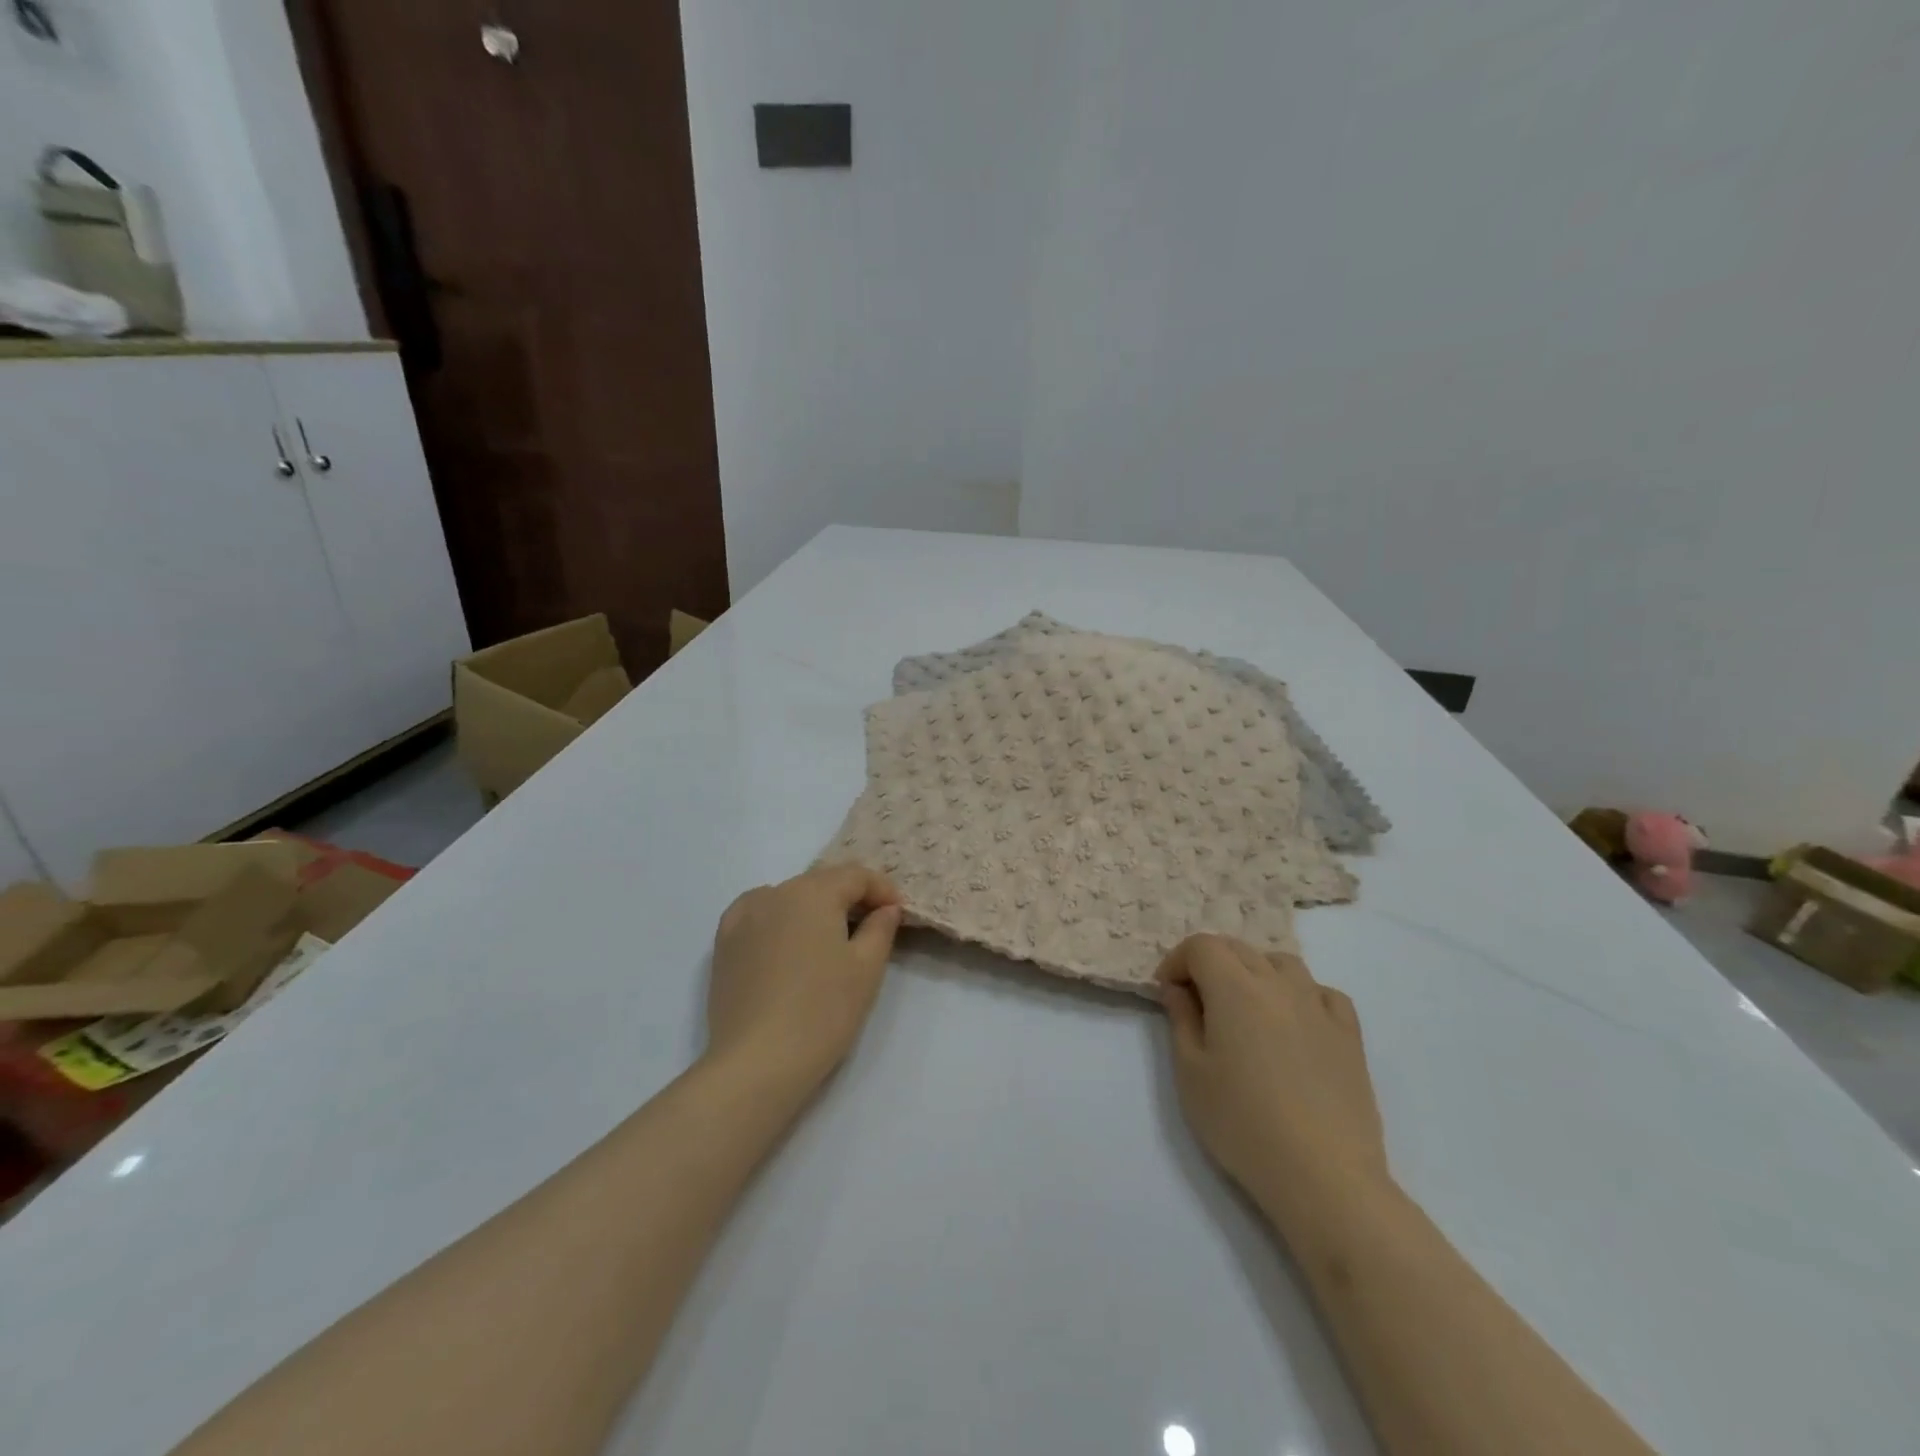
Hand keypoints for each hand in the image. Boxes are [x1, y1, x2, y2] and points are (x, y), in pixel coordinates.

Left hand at [707, 865, 903, 1092]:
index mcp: (813, 892)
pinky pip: (759, 916)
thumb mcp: (867, 968)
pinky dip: (779, 920)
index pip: (855, 875)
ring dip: (814, 909)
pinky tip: (787, 944)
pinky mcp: (724, 943)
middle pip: (821, 883)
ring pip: (789, 898)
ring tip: (829, 941)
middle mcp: (775, 893)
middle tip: (871, 927)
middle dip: (849, 899)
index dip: (881, 889)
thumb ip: (880, 928)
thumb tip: (885, 908)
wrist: (757, 1062)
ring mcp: (743, 916)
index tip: (897, 913)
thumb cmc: (823, 1011)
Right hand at [1157, 935, 1387, 1220]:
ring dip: (1255, 972)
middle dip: (1210, 963)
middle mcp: (1278, 984)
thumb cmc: (1242, 1124)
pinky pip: (1322, 993)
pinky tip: (1294, 1023)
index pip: (1202, 946)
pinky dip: (1300, 995)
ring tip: (1245, 1009)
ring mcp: (1319, 1006)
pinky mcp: (1349, 1034)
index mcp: (1235, 988)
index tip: (1168, 992)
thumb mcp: (1191, 1073)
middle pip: (1239, 949)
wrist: (1323, 1176)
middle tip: (1197, 1002)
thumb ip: (1181, 1020)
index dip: (1178, 960)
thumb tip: (1178, 989)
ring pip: (1281, 963)